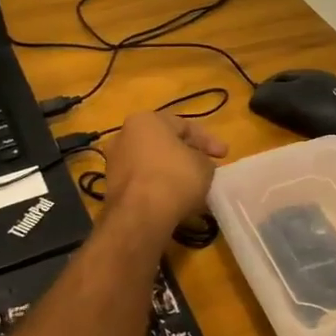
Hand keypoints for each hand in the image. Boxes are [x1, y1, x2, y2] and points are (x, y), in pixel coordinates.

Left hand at [103, 112, 227, 232]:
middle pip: (164, 144)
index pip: (184, 126)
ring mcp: (115, 163)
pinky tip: (175, 200)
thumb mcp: (204, 165)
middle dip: (187, 156)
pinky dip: (159, 188)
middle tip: (207, 169)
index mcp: (145, 121)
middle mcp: (124, 136)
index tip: (224, 155)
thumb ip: (204, 160)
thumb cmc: (175, 177)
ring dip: (172, 173)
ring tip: (193, 188)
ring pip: (152, 164)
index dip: (208, 140)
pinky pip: (143, 182)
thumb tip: (200, 166)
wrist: (141, 214)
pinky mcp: (112, 188)